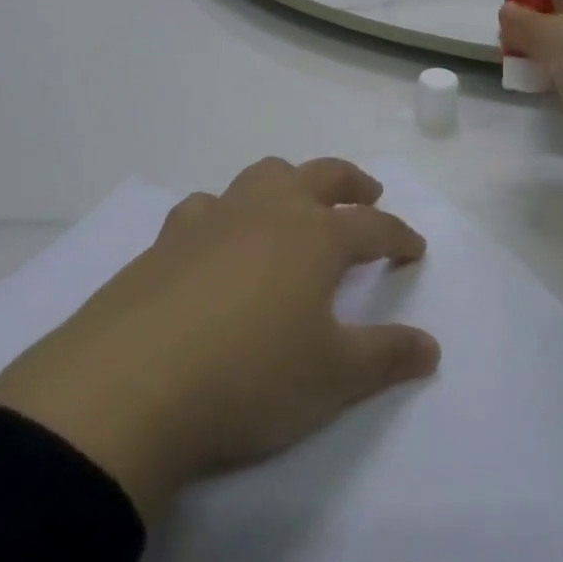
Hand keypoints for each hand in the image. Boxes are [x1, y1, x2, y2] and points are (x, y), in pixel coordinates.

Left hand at [0, 157, 438, 523]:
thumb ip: (385, 358)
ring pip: (265, 175)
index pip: (373, 226)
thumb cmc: (249, 379)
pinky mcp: (169, 238)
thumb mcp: (331, 379)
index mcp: (317, 236)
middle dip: (352, 183)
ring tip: (295, 204)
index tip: (415, 248)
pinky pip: (205, 206)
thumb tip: (432, 347)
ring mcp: (218, 217)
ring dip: (289, 182)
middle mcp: (272, 211)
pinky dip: (222, 213)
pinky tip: (216, 236)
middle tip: (368, 195)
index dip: (399, 236)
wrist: (130, 387)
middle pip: (323, 175)